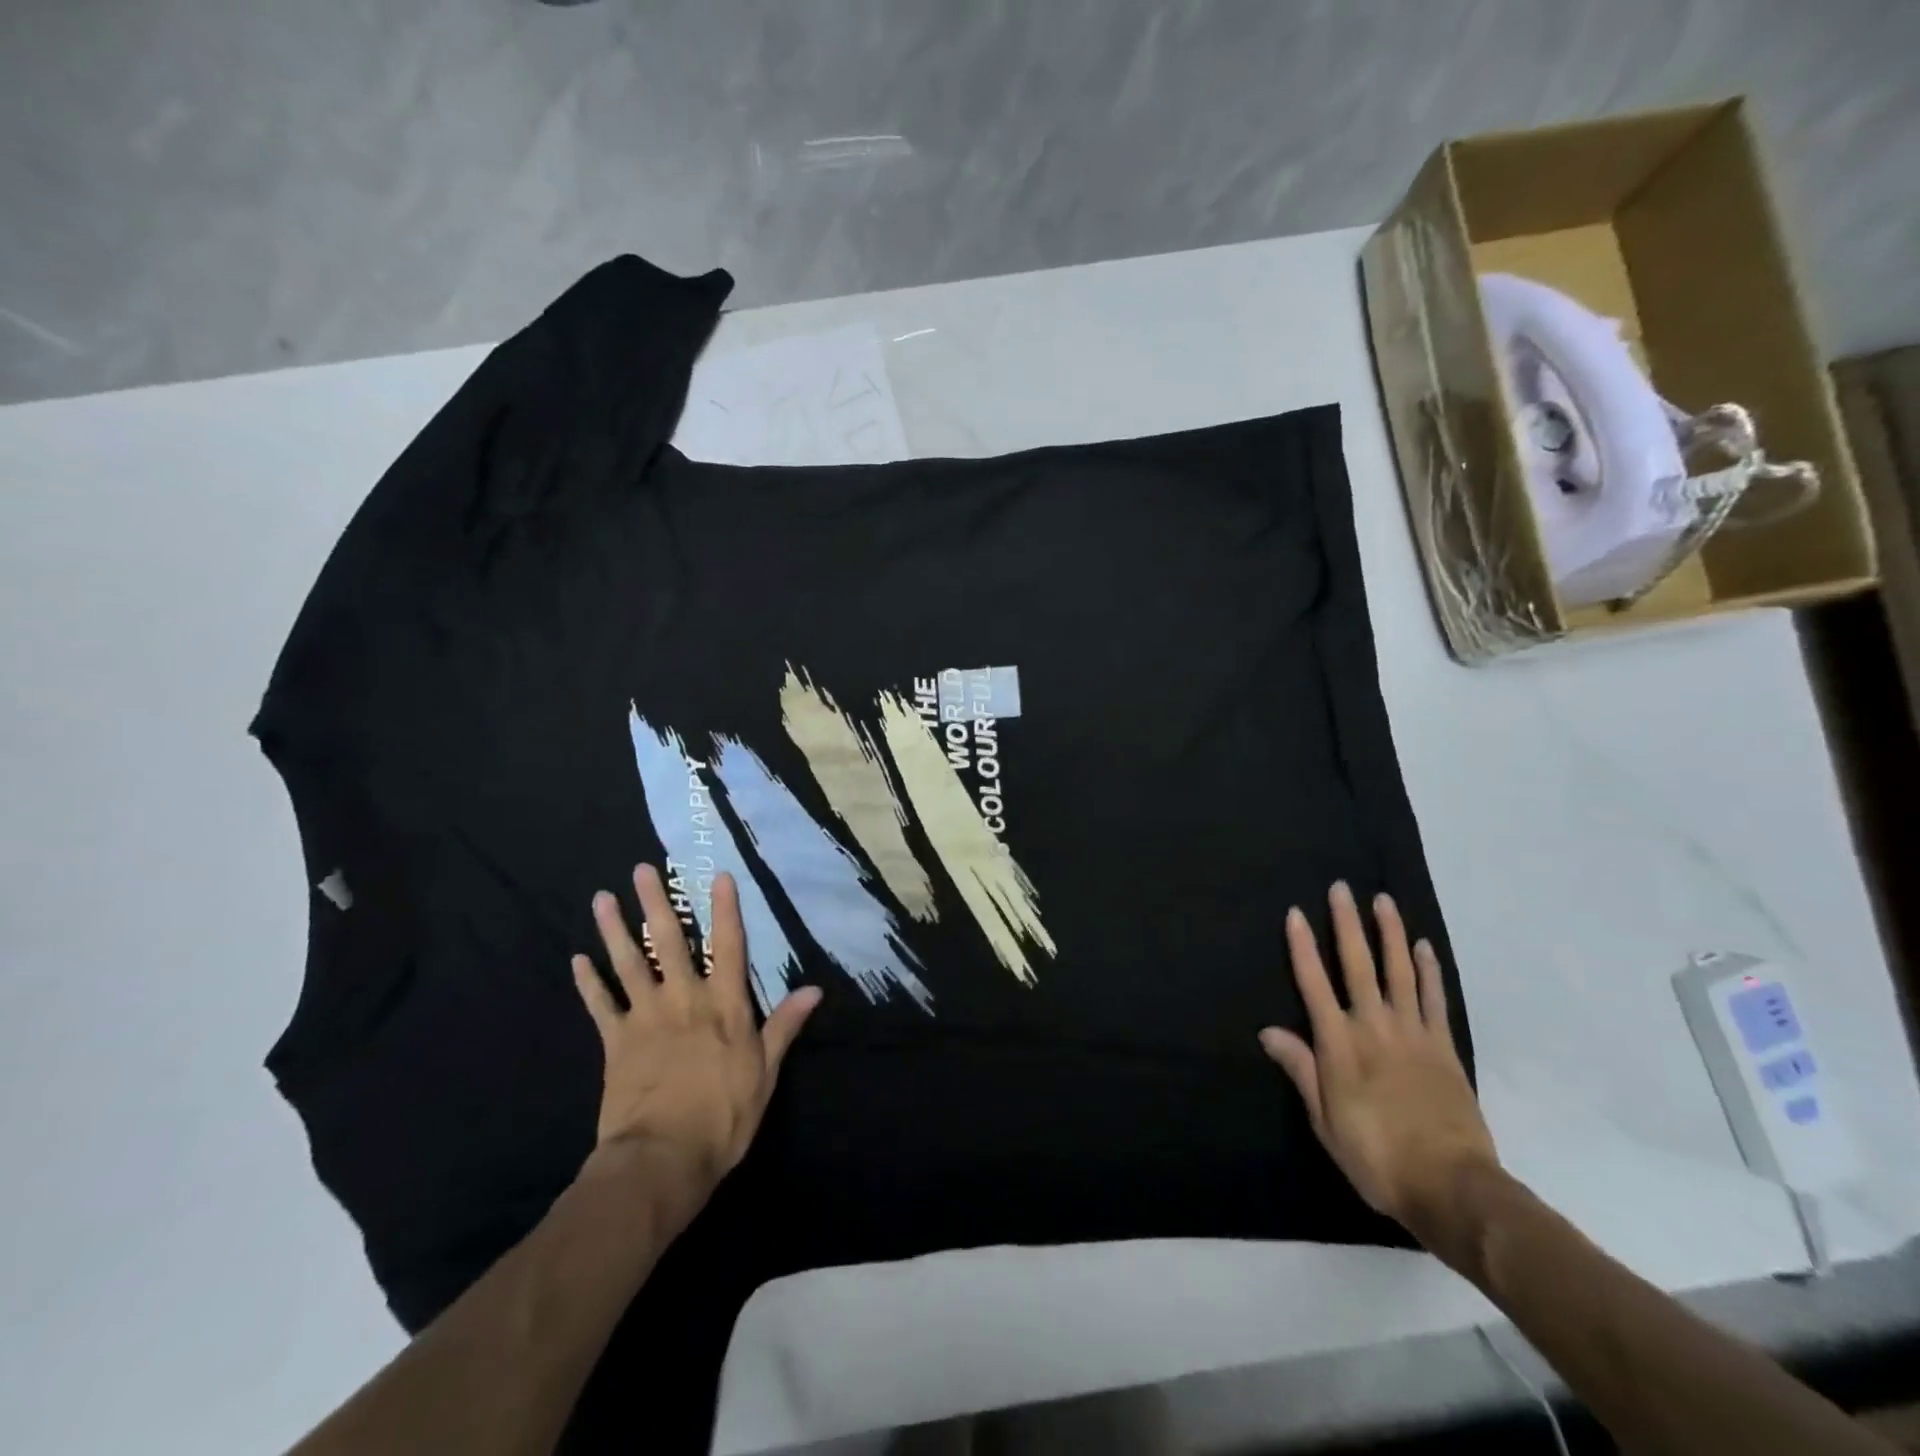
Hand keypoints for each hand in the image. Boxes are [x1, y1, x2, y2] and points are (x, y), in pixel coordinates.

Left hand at [571, 865, 820, 1215]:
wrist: (662, 1158)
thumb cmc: (724, 1115)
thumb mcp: (766, 1072)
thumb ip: (785, 1026)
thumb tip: (815, 989)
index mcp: (724, 1004)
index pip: (728, 945)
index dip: (725, 909)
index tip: (718, 875)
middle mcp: (684, 998)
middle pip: (669, 941)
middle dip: (656, 903)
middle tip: (642, 870)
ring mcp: (645, 1016)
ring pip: (629, 962)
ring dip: (615, 929)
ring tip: (603, 898)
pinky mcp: (615, 1041)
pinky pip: (600, 1004)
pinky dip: (588, 981)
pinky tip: (577, 959)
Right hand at [1258, 882, 1496, 1245]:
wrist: (1452, 1186)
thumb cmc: (1376, 1155)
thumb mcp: (1325, 1120)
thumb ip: (1301, 1070)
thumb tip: (1268, 1031)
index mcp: (1339, 1045)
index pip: (1314, 984)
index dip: (1302, 947)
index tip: (1295, 913)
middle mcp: (1374, 1027)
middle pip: (1358, 965)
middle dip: (1347, 924)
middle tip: (1341, 889)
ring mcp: (1413, 1034)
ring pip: (1399, 971)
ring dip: (1389, 934)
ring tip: (1383, 901)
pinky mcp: (1444, 1047)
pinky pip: (1435, 999)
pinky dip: (1429, 970)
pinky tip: (1423, 946)